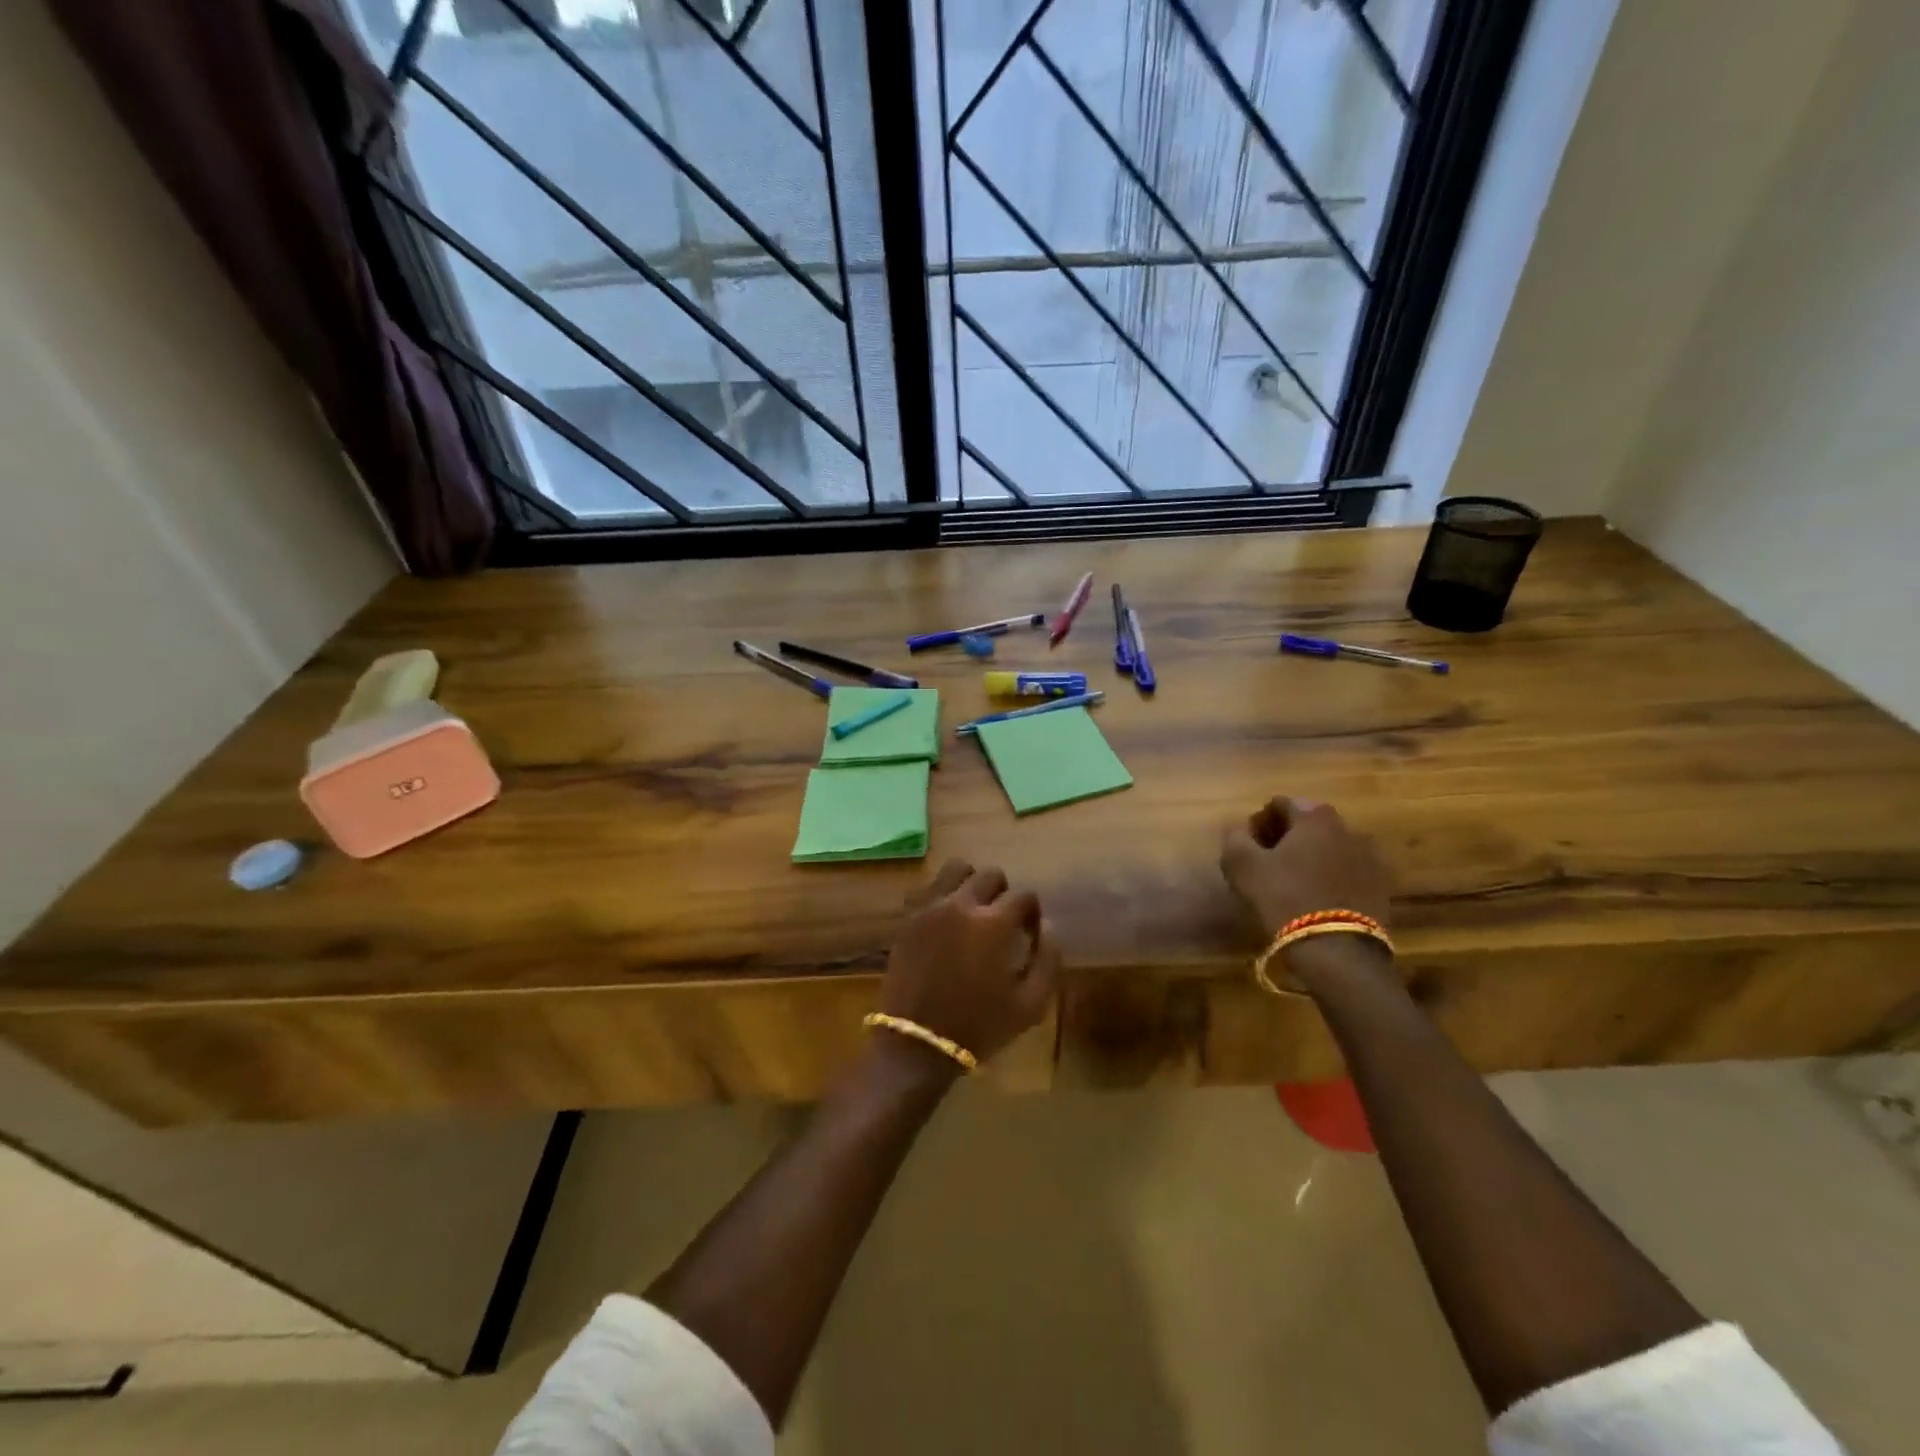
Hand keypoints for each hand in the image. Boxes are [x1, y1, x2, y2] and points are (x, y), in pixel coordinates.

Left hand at [875, 861, 1061, 1075]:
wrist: (918, 1043)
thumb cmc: (979, 1026)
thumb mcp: (1030, 1005)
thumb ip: (1048, 960)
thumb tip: (1048, 925)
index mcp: (994, 923)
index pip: (1023, 895)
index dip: (1031, 912)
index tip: (1029, 932)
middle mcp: (962, 904)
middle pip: (991, 875)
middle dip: (1003, 893)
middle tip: (1002, 921)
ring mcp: (930, 907)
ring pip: (956, 869)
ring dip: (971, 883)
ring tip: (973, 911)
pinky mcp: (908, 917)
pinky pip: (929, 887)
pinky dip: (942, 894)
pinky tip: (947, 919)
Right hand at [1219, 796, 1392, 941]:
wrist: (1338, 950)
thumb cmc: (1284, 898)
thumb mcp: (1242, 865)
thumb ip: (1234, 837)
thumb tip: (1239, 829)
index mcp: (1314, 816)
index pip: (1279, 804)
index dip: (1258, 823)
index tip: (1247, 848)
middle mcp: (1347, 828)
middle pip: (1307, 824)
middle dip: (1285, 839)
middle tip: (1266, 865)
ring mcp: (1369, 858)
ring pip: (1329, 848)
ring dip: (1309, 859)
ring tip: (1291, 885)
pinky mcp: (1381, 887)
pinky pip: (1347, 872)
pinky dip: (1329, 878)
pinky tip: (1315, 900)